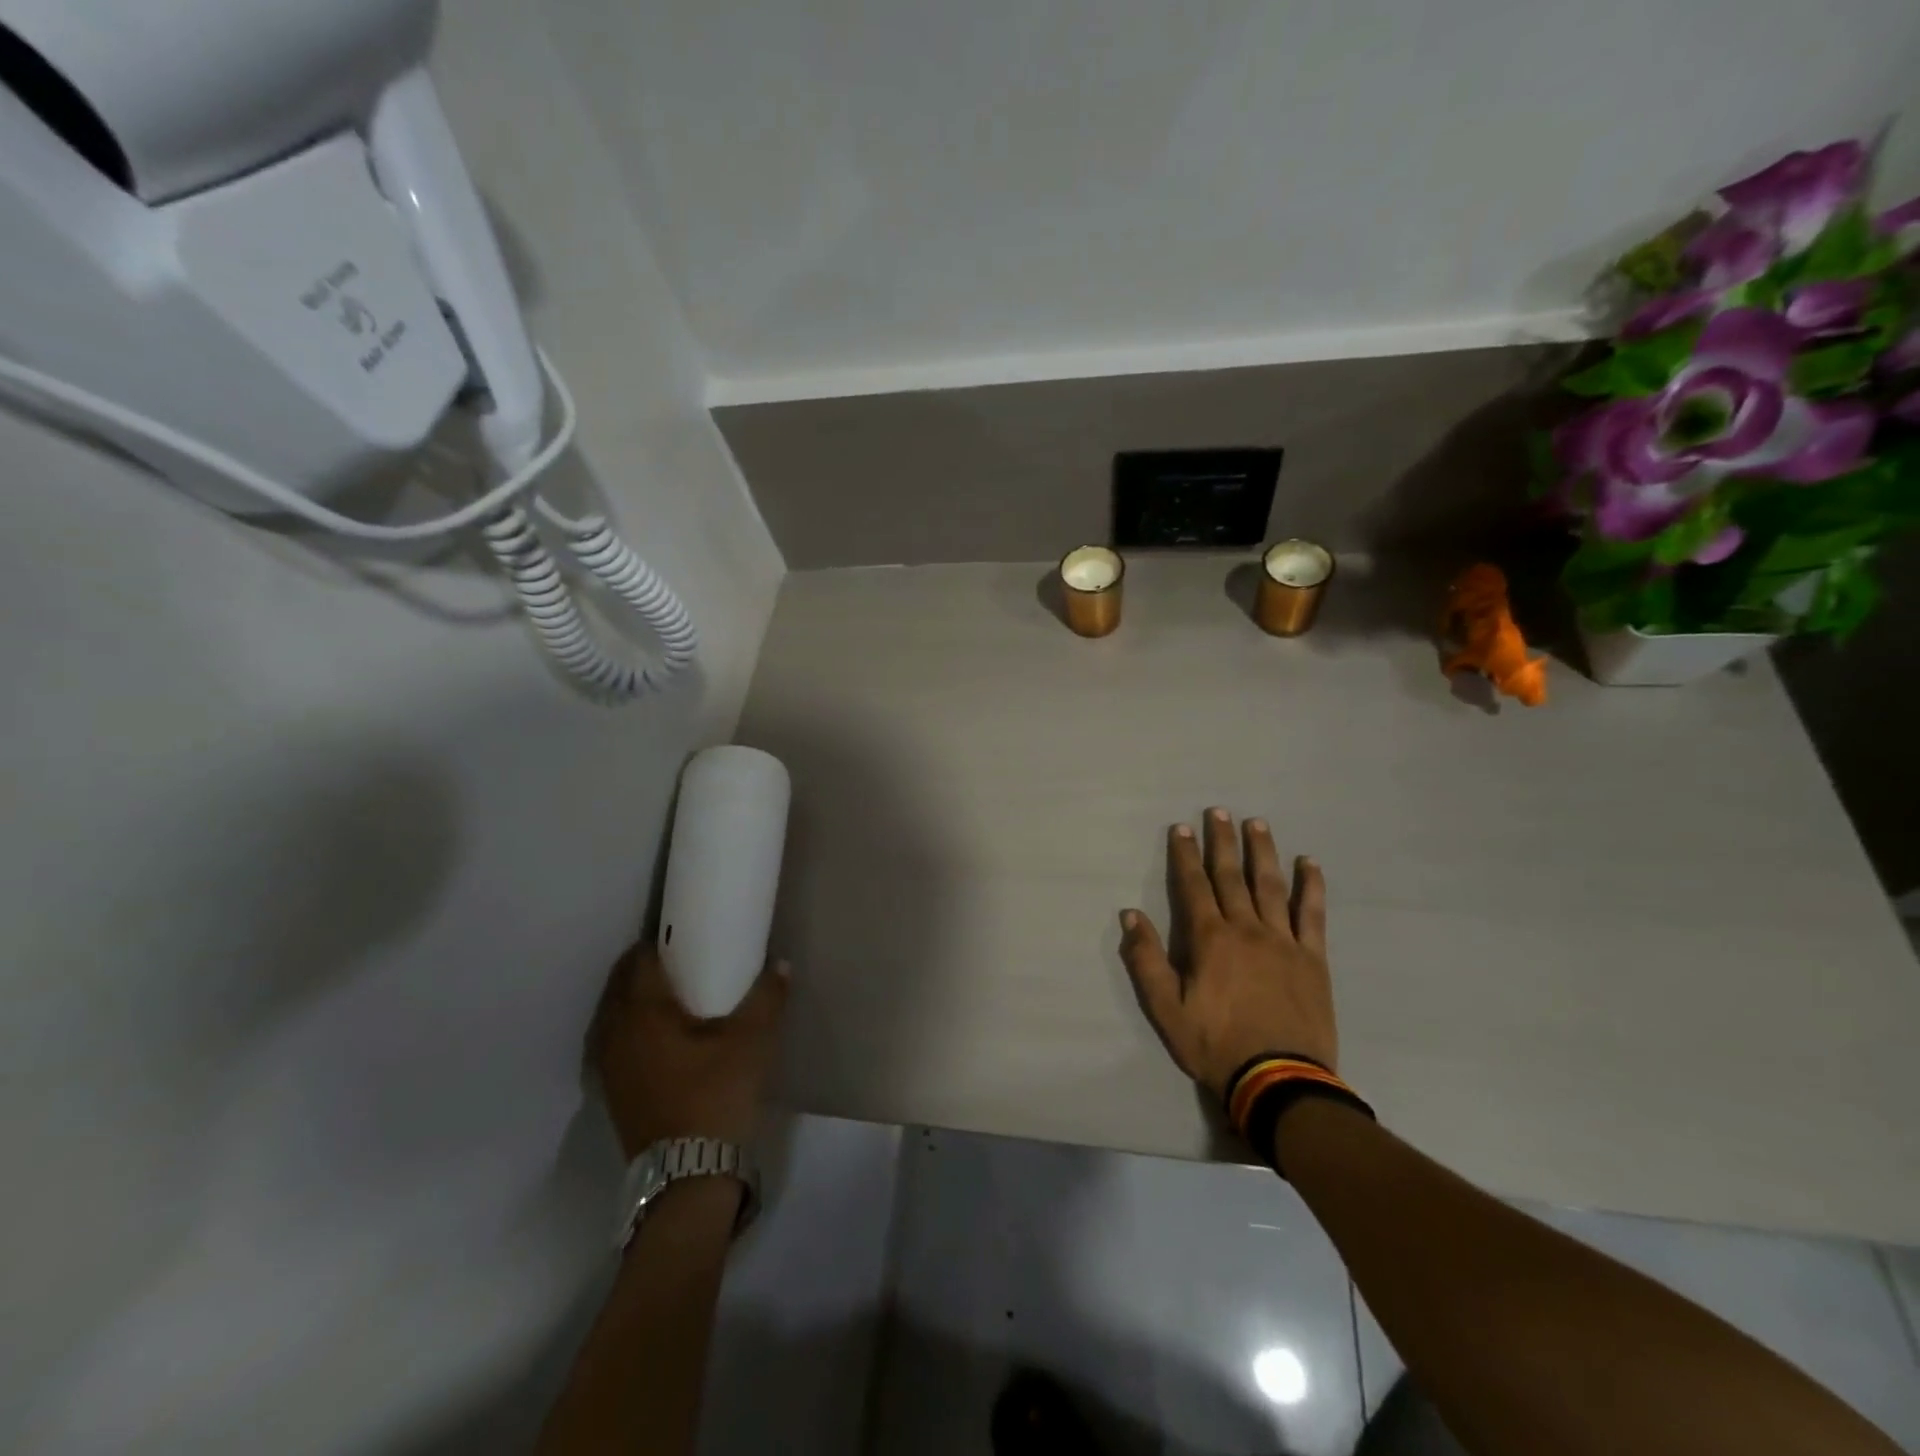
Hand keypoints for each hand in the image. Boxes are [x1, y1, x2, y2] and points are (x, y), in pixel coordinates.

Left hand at [586, 945, 788, 1156]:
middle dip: (645, 967)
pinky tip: (658, 1036)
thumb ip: (768, 997)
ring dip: (634, 998)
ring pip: (613, 1015)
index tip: (684, 936)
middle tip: (681, 960)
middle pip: (620, 984)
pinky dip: (630, 1028)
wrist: (688, 1174)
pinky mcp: (613, 1091)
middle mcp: (615, 1033)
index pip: (639, 960)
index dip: (659, 942)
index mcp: (642, 1012)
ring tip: (670, 994)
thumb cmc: (715, 1093)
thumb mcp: (752, 1040)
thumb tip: (782, 964)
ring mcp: (608, 1065)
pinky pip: (614, 1041)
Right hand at [1119, 808, 1337, 1099]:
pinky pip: (1312, 914)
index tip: (1182, 828)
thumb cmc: (1215, 1044)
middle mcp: (1246, 928)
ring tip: (1257, 823)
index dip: (1185, 855)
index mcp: (1210, 939)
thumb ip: (1146, 960)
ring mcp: (1283, 941)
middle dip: (1222, 841)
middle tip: (1219, 811)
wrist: (1279, 1080)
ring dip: (1262, 851)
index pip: (1193, 885)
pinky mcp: (1312, 958)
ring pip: (1271, 885)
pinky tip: (1309, 863)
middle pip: (1231, 876)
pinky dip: (1311, 886)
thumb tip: (1130, 915)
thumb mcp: (1166, 1008)